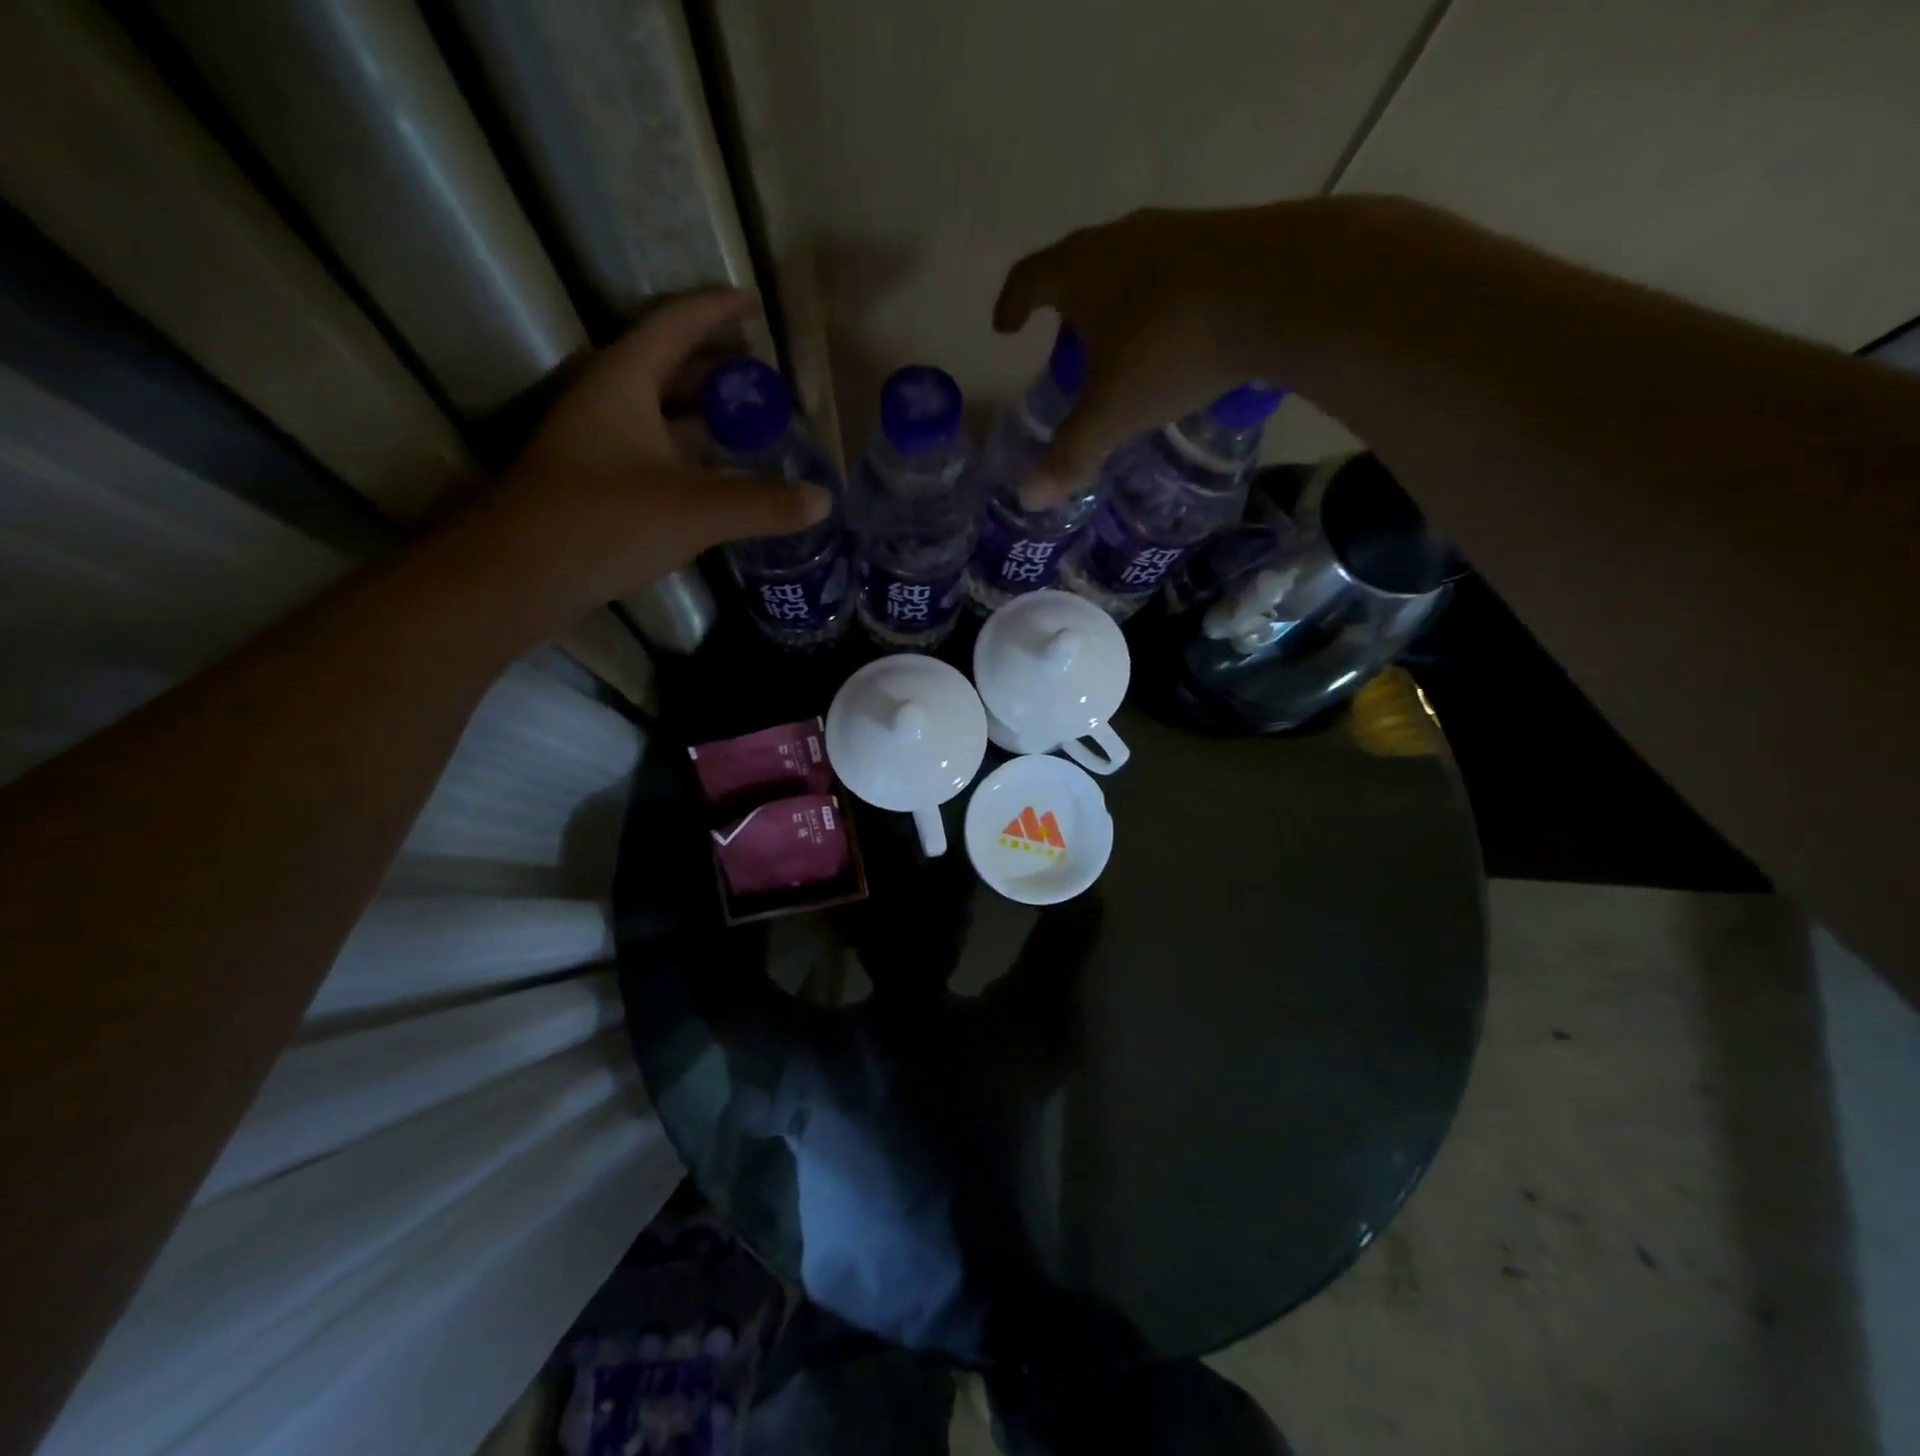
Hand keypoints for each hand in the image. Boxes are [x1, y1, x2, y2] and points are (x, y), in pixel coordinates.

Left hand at [451, 290, 829, 621]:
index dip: (717, 310)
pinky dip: (690, 454)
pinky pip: (654, 450)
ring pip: (660, 412)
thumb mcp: (696, 510)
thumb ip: (763, 504)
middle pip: (668, 367)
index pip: (675, 325)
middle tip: (765, 380)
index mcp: (624, 381)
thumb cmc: (606, 520)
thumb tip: (823, 500)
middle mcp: (607, 400)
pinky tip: (720, 477)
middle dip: (718, 369)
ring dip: (704, 415)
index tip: (755, 305)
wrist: (521, 574)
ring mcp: (598, 441)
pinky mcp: (597, 480)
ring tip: (752, 425)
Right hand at [994, 206, 1282, 503]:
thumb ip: (1071, 454)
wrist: (1283, 287)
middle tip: (1065, 344)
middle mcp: (1123, 238)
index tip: (1005, 326)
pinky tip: (1177, 332)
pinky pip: (1173, 270)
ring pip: (1129, 264)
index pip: (1029, 278)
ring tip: (1121, 342)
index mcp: (1083, 271)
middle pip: (1078, 265)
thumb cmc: (1174, 347)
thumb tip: (1029, 498)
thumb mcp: (1115, 411)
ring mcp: (1176, 230)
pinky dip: (1160, 300)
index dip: (1012, 303)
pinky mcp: (1224, 236)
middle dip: (1065, 305)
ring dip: (1115, 300)